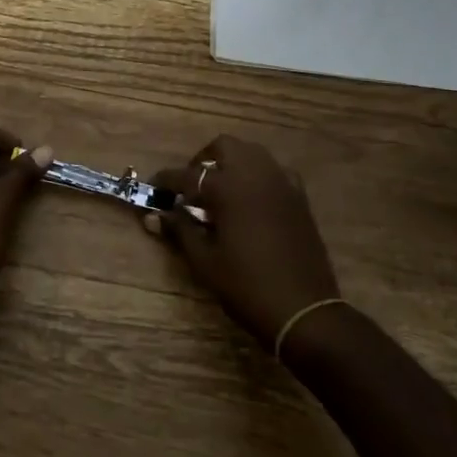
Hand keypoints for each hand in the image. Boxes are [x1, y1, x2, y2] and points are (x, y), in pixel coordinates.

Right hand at [146, 136, 342, 350]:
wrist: (303, 310)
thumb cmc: (246, 286)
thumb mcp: (204, 261)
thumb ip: (179, 230)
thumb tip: (154, 215)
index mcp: (228, 189)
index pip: (187, 175)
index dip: (166, 180)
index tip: (153, 186)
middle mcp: (256, 175)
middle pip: (225, 147)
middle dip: (203, 160)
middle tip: (191, 186)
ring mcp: (282, 184)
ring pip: (252, 153)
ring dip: (232, 164)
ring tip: (220, 192)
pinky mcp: (299, 198)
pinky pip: (274, 171)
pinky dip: (257, 176)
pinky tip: (250, 201)